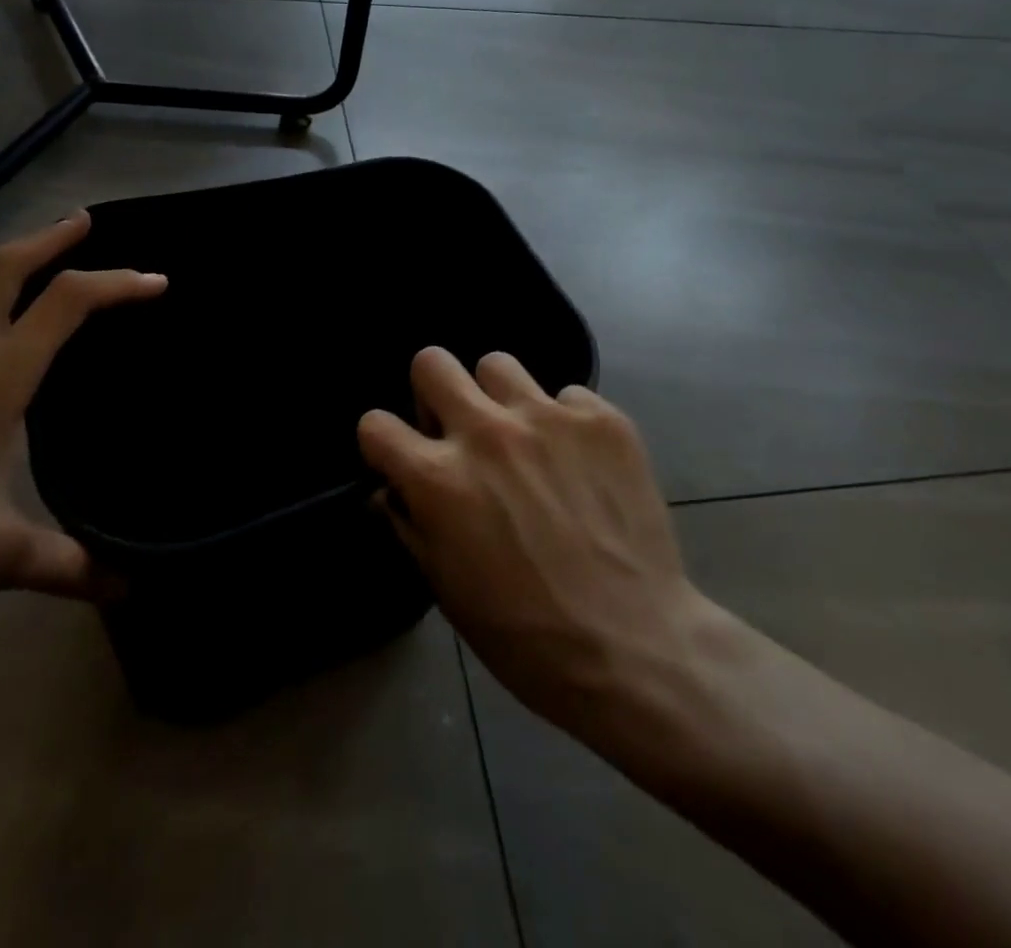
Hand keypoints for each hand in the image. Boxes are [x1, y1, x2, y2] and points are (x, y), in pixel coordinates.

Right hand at [357, 348, 714, 754]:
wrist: (635, 648)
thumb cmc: (525, 635)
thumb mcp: (446, 589)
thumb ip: (410, 524)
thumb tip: (392, 489)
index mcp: (439, 478)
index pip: (376, 424)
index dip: (382, 443)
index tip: (399, 459)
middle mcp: (486, 433)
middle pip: (432, 362)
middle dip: (432, 393)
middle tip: (456, 430)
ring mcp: (547, 418)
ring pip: (497, 365)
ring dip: (497, 398)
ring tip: (521, 438)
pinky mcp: (601, 420)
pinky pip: (567, 395)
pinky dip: (564, 422)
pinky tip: (579, 462)